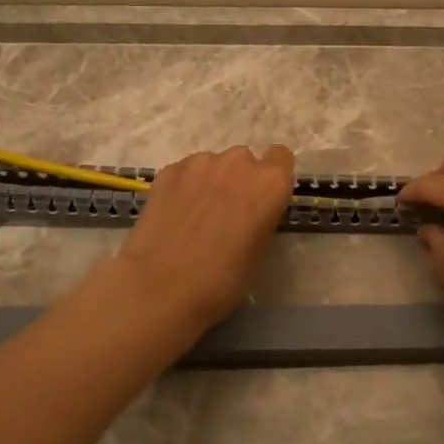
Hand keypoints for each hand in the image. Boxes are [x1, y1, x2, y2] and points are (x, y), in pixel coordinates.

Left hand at [111, 144, 295, 332]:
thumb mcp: (258, 251)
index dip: (271, 178)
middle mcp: (239, 162)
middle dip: (238, 180)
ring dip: (210, 182)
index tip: (261, 198)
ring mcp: (200, 162)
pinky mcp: (169, 170)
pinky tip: (173, 215)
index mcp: (270, 183)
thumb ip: (260, 217)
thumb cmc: (222, 279)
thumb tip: (247, 213)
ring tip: (195, 216)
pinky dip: (184, 187)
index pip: (281, 157)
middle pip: (244, 161)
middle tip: (225, 213)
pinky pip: (185, 172)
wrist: (161, 285)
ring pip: (212, 165)